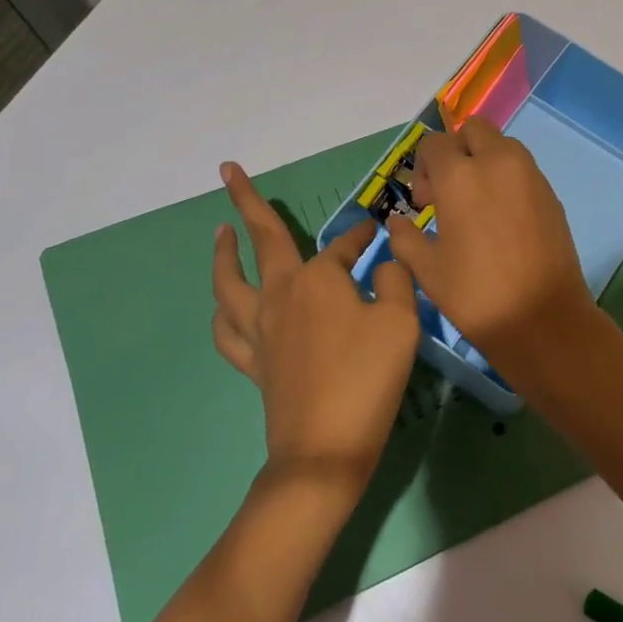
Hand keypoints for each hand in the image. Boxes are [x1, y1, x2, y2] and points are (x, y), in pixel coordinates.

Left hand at [212, 162, 419, 486]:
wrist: (325, 449)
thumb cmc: (368, 377)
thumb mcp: (401, 322)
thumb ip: (397, 281)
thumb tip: (386, 263)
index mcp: (318, 278)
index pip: (344, 245)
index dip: (362, 235)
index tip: (376, 229)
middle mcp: (282, 294)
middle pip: (261, 240)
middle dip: (246, 201)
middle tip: (228, 171)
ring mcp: (261, 329)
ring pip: (229, 282)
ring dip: (223, 252)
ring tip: (220, 232)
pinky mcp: (254, 362)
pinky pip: (227, 331)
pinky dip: (223, 312)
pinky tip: (223, 305)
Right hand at [384, 116, 594, 361]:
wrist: (543, 319)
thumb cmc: (476, 294)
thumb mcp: (427, 270)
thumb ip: (405, 237)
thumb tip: (397, 222)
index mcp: (460, 176)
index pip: (434, 144)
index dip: (423, 168)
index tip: (424, 204)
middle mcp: (497, 162)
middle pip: (473, 131)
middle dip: (456, 152)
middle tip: (449, 192)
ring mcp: (530, 174)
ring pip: (501, 145)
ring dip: (484, 160)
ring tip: (476, 205)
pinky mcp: (550, 192)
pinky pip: (522, 168)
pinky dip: (506, 178)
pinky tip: (501, 219)